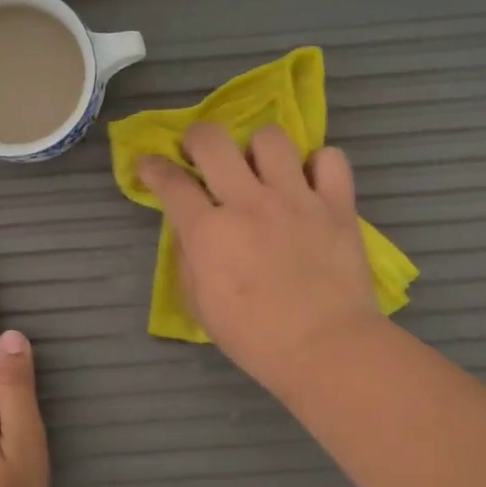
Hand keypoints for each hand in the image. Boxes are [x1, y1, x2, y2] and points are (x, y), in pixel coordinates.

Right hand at [137, 122, 383, 393]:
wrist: (325, 348)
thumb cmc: (255, 338)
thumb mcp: (200, 305)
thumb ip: (189, 259)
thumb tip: (189, 230)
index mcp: (209, 232)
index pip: (170, 182)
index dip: (152, 167)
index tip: (148, 165)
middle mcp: (249, 203)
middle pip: (212, 140)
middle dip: (197, 138)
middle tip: (201, 154)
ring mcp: (296, 199)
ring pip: (271, 139)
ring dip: (259, 149)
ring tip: (263, 170)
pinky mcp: (337, 205)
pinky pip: (330, 159)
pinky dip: (318, 165)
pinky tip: (310, 183)